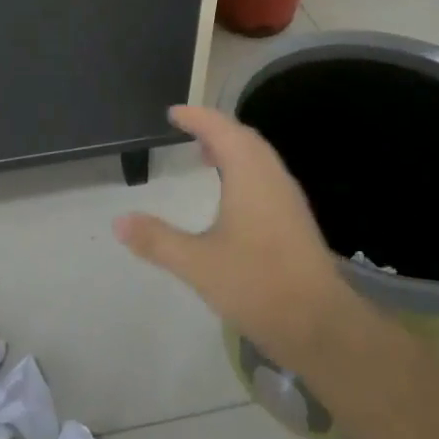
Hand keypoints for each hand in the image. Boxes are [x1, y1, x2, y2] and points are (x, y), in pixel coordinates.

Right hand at [116, 104, 356, 368]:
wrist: (320, 325)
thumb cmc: (257, 284)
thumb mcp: (197, 263)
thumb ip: (157, 240)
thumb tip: (118, 222)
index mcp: (250, 175)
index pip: (221, 129)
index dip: (197, 117)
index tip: (173, 113)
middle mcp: (272, 177)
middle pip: (244, 137)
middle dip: (215, 128)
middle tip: (187, 130)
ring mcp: (288, 199)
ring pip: (258, 158)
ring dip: (231, 149)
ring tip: (203, 157)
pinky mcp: (295, 220)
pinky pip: (265, 176)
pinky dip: (243, 169)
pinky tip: (229, 196)